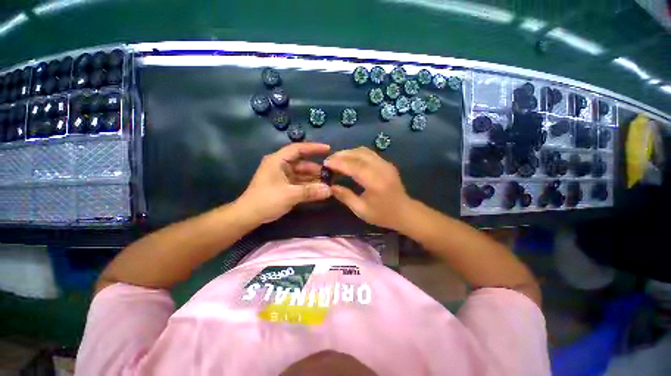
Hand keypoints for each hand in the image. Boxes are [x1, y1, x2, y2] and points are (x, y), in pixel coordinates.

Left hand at [237, 143, 331, 223]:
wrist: (249, 215)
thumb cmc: (266, 200)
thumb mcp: (289, 194)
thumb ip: (310, 191)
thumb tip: (329, 190)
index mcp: (278, 161)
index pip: (298, 149)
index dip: (313, 148)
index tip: (328, 149)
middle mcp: (281, 166)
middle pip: (302, 164)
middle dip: (317, 169)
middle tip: (331, 174)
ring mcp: (283, 176)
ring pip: (302, 175)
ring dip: (314, 179)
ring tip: (328, 184)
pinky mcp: (284, 186)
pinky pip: (300, 183)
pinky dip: (309, 186)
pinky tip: (320, 191)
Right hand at [324, 147, 413, 229]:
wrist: (405, 212)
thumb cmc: (383, 214)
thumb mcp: (361, 210)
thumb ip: (345, 196)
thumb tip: (331, 186)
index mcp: (375, 182)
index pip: (353, 166)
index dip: (338, 163)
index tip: (325, 163)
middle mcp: (381, 169)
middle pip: (358, 154)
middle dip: (341, 155)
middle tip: (329, 161)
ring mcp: (386, 164)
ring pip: (364, 151)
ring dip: (348, 153)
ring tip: (337, 159)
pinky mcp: (387, 163)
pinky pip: (369, 153)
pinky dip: (356, 154)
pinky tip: (349, 160)